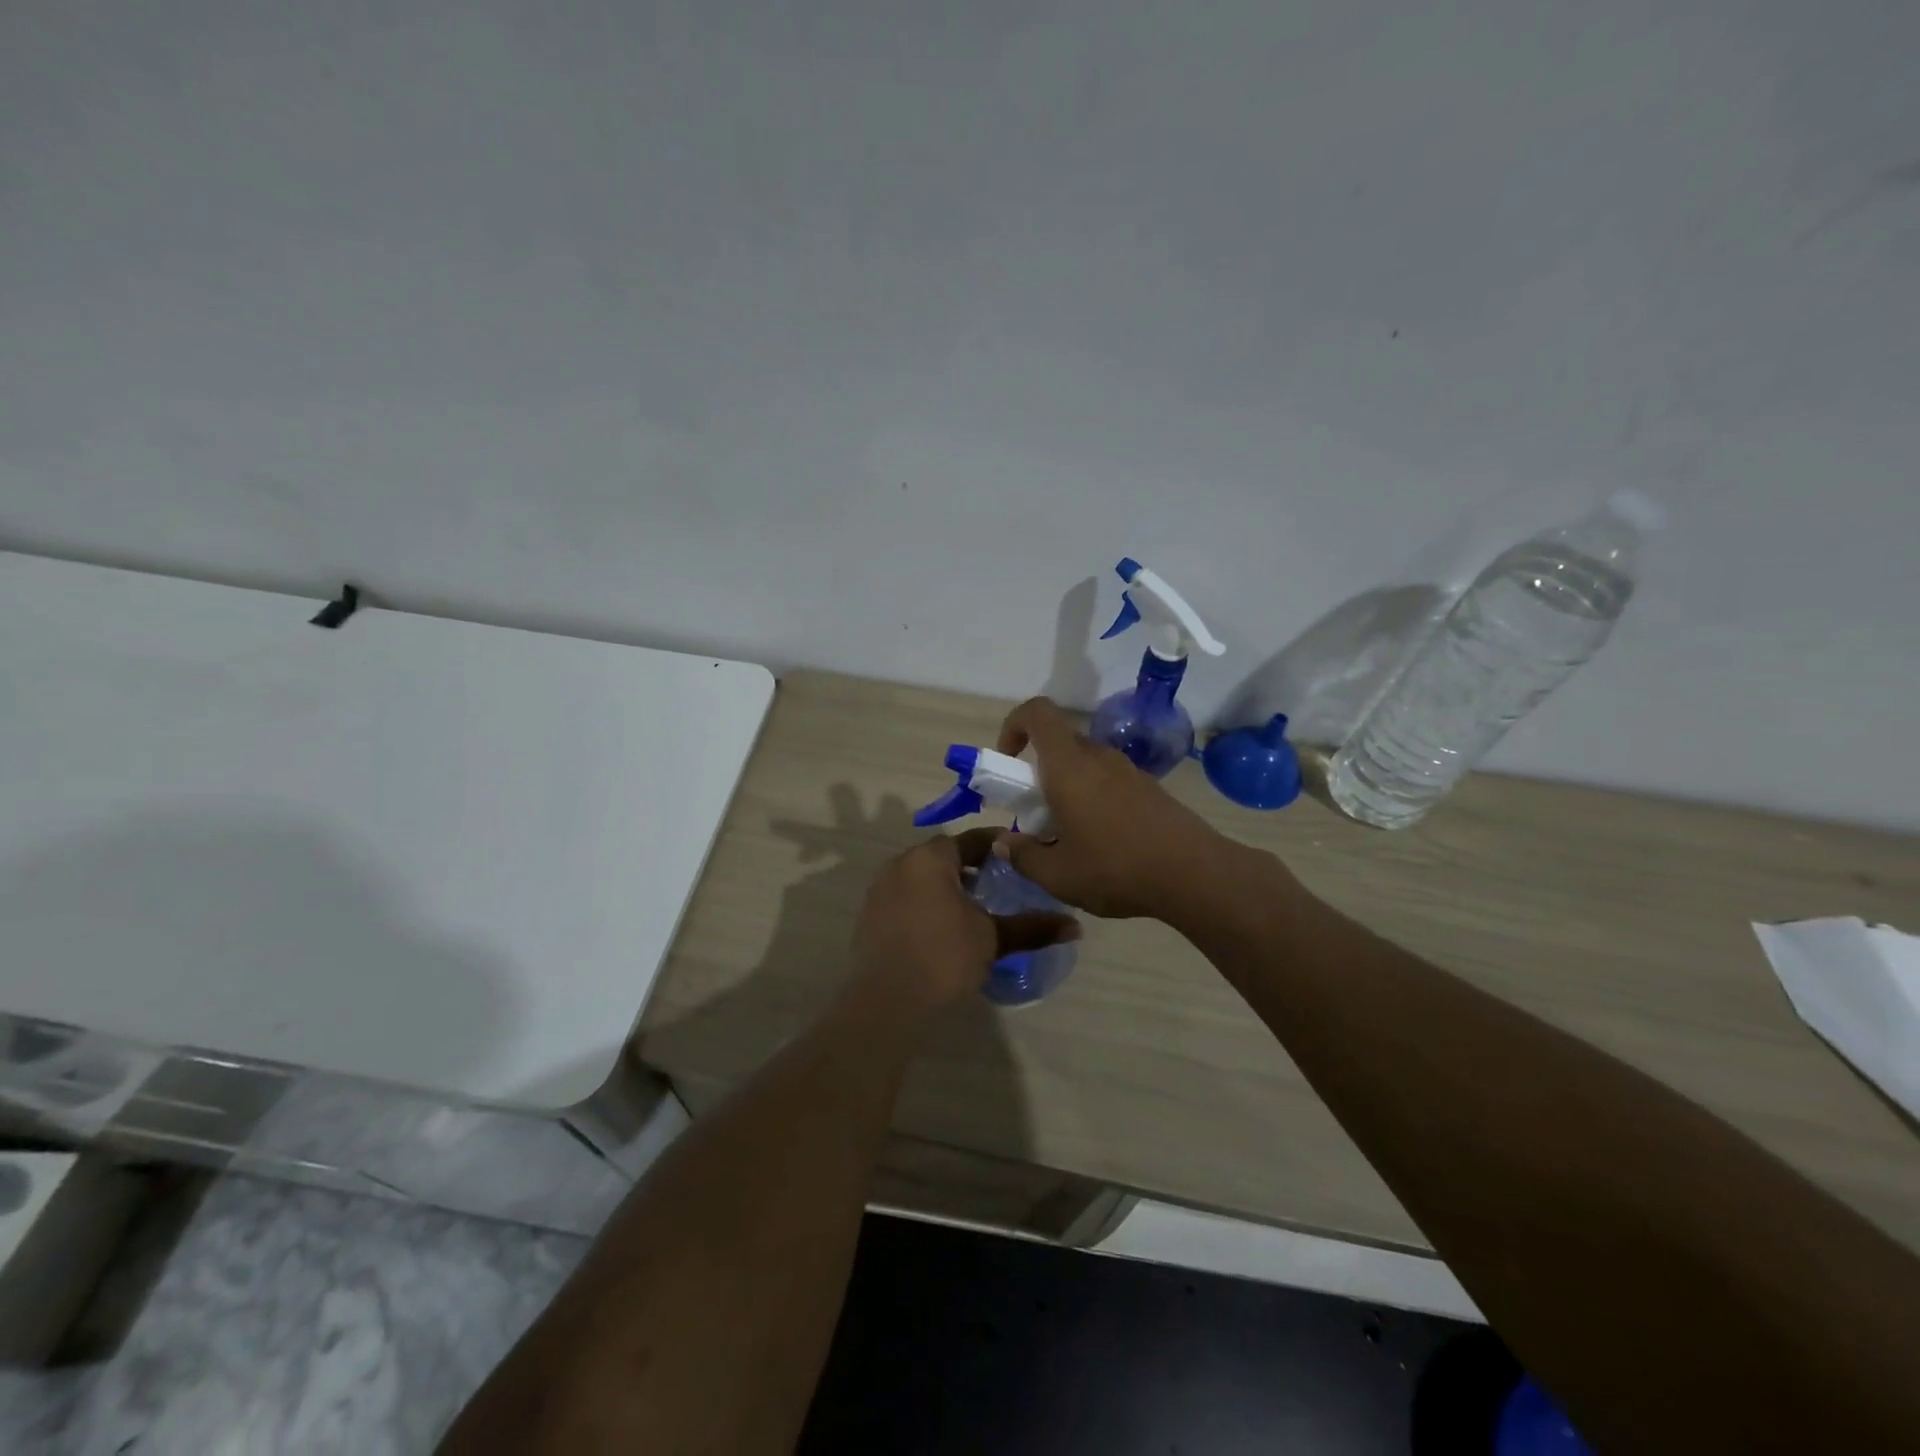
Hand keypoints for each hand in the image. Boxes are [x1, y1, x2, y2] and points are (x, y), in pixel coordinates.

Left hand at [852, 829, 1079, 1010]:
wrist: (885, 1003)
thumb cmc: (943, 958)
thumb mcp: (992, 939)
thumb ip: (1031, 927)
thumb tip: (1075, 925)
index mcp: (930, 858)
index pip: (971, 839)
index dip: (998, 846)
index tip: (1020, 856)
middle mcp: (901, 864)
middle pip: (944, 856)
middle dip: (973, 867)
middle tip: (1002, 883)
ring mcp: (880, 890)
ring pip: (923, 878)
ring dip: (949, 887)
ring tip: (977, 909)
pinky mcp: (870, 917)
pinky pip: (907, 898)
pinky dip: (928, 904)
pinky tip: (946, 929)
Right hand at [993, 697, 1232, 919]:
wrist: (1194, 874)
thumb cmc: (1116, 868)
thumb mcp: (1057, 875)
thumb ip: (1022, 856)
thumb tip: (1003, 843)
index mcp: (1068, 766)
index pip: (1037, 712)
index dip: (1014, 724)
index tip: (1007, 760)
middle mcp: (1098, 757)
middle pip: (1059, 742)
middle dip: (1037, 768)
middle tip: (1034, 811)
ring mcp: (1127, 770)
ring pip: (1084, 762)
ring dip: (1066, 785)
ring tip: (1067, 833)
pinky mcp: (1149, 787)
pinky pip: (1108, 779)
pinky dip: (1093, 796)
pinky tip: (1101, 840)